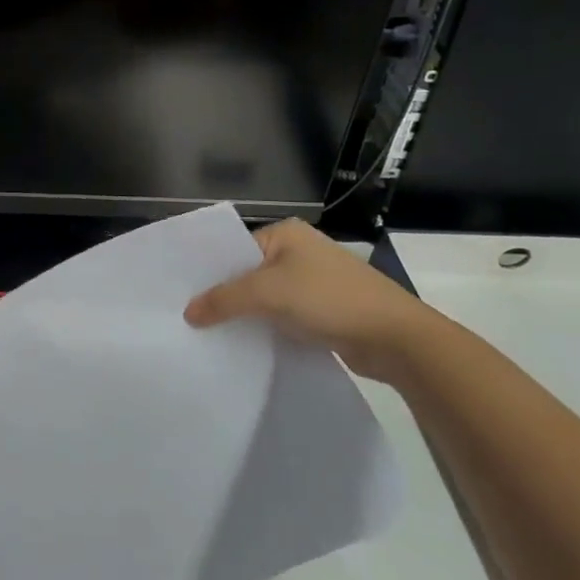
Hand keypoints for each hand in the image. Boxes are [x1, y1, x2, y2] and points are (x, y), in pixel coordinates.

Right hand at [185, 220, 441, 381]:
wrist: (397, 338)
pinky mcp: (324, 311)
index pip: (234, 249)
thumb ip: (224, 300)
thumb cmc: (330, 299)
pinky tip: (246, 346)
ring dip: (246, 316)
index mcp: (285, 233)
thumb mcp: (269, 293)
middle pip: (248, 274)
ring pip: (265, 299)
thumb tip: (187, 313)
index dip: (210, 273)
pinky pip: (283, 317)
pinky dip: (266, 329)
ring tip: (211, 335)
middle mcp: (298, 252)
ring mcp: (313, 282)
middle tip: (190, 319)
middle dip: (225, 297)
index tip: (182, 296)